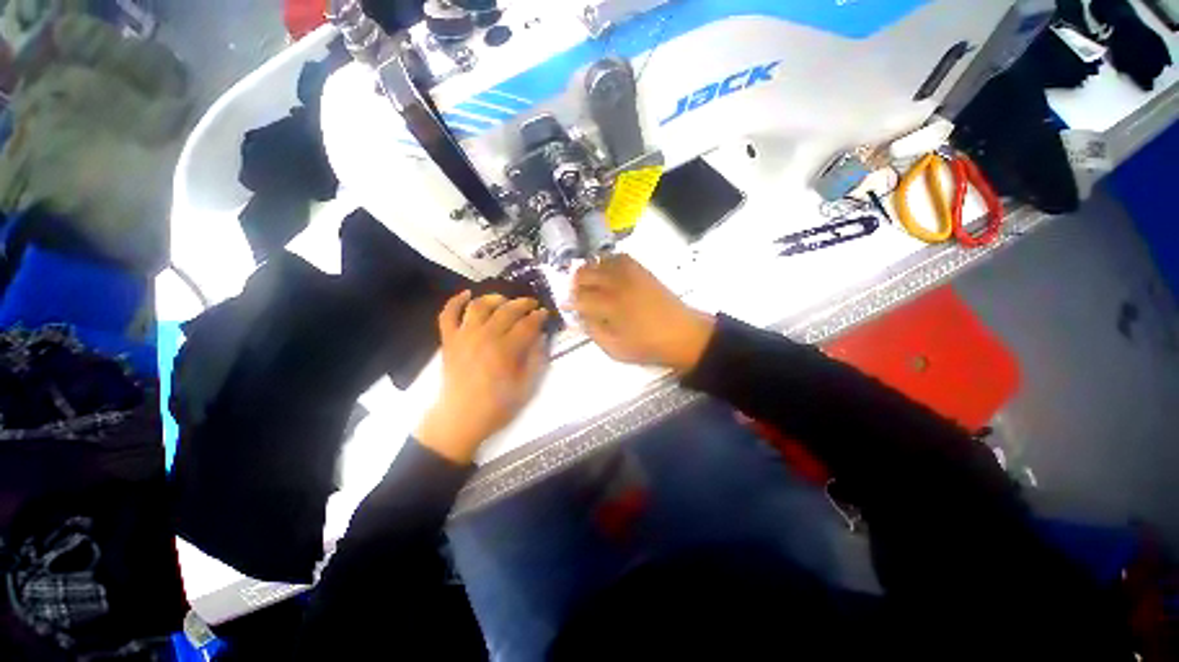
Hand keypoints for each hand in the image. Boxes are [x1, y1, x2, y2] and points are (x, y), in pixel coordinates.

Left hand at [416, 292, 548, 463]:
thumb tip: (541, 336)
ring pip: (479, 306)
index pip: (527, 324)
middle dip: (523, 303)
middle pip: (507, 310)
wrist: (460, 419)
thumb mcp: (526, 387)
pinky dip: (455, 301)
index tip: (545, 313)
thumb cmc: (497, 406)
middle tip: (532, 304)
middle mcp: (485, 337)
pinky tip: (467, 294)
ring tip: (505, 301)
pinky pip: (448, 314)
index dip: (539, 316)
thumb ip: (536, 359)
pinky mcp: (449, 340)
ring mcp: (464, 336)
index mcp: (506, 350)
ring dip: (494, 298)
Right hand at [571, 255, 714, 371]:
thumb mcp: (616, 350)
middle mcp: (618, 285)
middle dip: (575, 283)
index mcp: (611, 307)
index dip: (569, 302)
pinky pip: (620, 257)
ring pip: (600, 262)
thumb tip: (580, 319)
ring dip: (589, 270)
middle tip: (575, 295)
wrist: (684, 335)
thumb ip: (594, 332)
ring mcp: (631, 275)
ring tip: (588, 282)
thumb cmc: (648, 347)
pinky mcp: (642, 271)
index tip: (564, 306)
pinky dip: (608, 261)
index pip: (580, 298)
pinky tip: (606, 272)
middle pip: (586, 274)